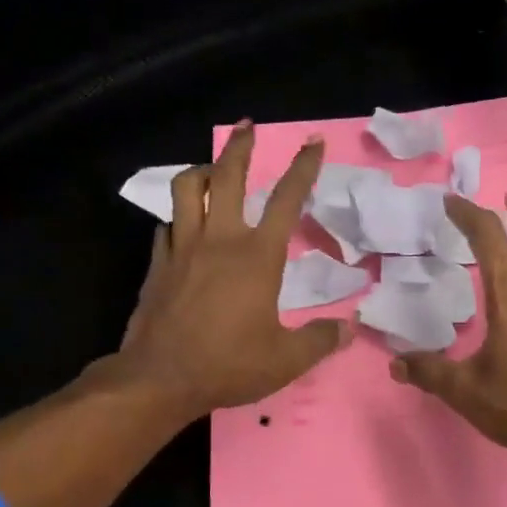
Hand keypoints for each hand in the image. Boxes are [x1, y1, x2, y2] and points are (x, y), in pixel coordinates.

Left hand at [112, 122, 349, 416]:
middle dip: (240, 147)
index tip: (313, 143)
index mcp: (258, 257)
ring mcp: (182, 248)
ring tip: (212, 170)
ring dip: (202, 171)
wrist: (160, 379)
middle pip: (228, 176)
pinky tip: (184, 225)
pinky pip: (167, 225)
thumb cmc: (229, 365)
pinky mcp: (157, 264)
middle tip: (247, 127)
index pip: (287, 200)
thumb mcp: (287, 359)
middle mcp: (220, 240)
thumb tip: (348, 329)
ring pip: (187, 189)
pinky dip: (179, 216)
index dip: (304, 168)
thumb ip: (321, 340)